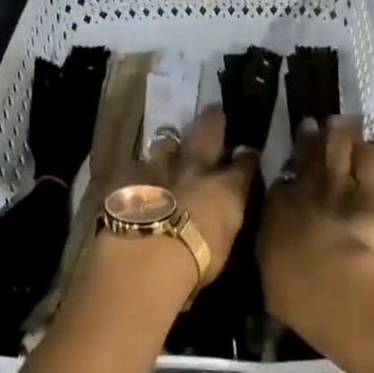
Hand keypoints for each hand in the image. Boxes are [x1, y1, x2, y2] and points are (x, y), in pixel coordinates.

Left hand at [131, 104, 258, 287]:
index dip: (246, 157)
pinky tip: (131, 176)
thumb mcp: (224, 245)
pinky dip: (135, 171)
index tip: (247, 152)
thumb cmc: (196, 262)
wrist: (147, 256)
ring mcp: (159, 167)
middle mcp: (196, 169)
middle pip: (207, 133)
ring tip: (168, 143)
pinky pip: (132, 166)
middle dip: (212, 121)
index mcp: (226, 188)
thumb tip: (224, 212)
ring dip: (168, 144)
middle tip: (213, 110)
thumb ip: (225, 220)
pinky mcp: (126, 176)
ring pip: (166, 143)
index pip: (244, 164)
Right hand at [257, 114, 373, 328]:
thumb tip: (273, 250)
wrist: (332, 284)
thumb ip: (271, 253)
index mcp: (277, 207)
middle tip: (314, 125)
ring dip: (341, 133)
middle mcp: (307, 187)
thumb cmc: (292, 290)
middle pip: (309, 153)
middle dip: (311, 138)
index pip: (282, 178)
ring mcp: (341, 183)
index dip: (288, 165)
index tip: (291, 160)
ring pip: (340, 145)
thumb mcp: (269, 273)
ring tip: (344, 123)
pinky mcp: (373, 190)